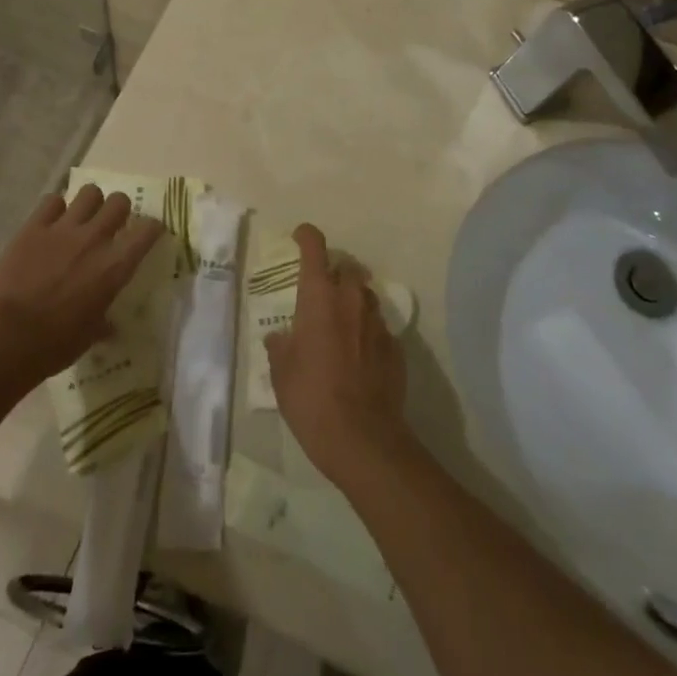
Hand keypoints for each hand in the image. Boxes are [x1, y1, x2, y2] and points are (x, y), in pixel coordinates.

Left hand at [0, 185, 163, 381]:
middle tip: (111, 224)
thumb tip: (109, 326)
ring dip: (89, 203)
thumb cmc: (55, 344)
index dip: (152, 228)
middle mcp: (95, 239)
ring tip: (81, 217)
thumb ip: (103, 321)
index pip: (148, 230)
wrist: (7, 337)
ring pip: (89, 192)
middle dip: (119, 209)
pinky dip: (54, 209)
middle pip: (119, 201)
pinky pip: (51, 201)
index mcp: (115, 266)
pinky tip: (50, 223)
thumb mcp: (90, 335)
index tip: (148, 233)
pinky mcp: (33, 227)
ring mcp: (63, 229)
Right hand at [266, 224, 410, 487]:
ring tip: (340, 324)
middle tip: (320, 291)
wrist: (363, 439)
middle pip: (347, 268)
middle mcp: (351, 300)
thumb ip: (280, 346)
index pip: (315, 248)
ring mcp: (378, 323)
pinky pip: (379, 327)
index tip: (301, 236)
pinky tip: (359, 356)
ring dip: (353, 301)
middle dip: (334, 272)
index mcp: (319, 298)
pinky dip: (368, 331)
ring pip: (366, 296)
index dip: (307, 236)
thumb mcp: (281, 372)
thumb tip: (280, 337)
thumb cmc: (311, 398)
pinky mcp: (396, 348)